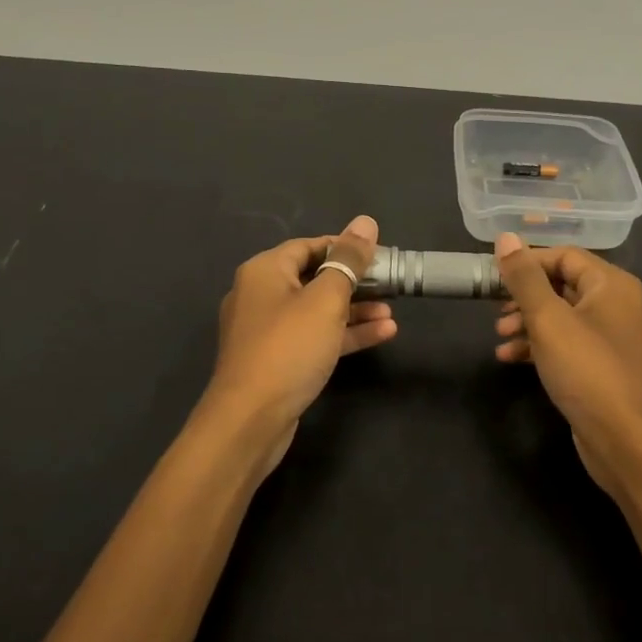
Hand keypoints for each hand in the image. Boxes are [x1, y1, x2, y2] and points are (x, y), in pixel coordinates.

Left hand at [201, 215, 394, 469]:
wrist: (250, 420)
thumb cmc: (289, 348)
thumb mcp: (326, 300)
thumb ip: (348, 260)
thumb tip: (366, 222)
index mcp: (264, 271)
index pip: (309, 245)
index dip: (345, 247)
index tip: (380, 255)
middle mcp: (260, 294)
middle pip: (314, 277)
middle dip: (355, 282)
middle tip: (391, 285)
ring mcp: (267, 330)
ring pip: (317, 310)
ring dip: (354, 310)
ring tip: (391, 314)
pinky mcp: (277, 359)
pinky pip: (313, 336)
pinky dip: (343, 334)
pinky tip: (380, 334)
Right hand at [493, 233, 641, 492]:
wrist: (627, 442)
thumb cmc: (588, 371)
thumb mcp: (548, 319)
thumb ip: (524, 278)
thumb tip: (505, 237)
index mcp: (613, 285)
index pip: (565, 255)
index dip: (528, 262)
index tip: (494, 277)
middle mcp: (618, 305)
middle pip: (563, 285)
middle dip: (524, 296)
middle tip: (495, 311)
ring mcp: (612, 339)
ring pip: (562, 316)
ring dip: (527, 323)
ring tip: (500, 337)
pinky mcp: (603, 368)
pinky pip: (567, 344)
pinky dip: (539, 346)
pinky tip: (510, 359)